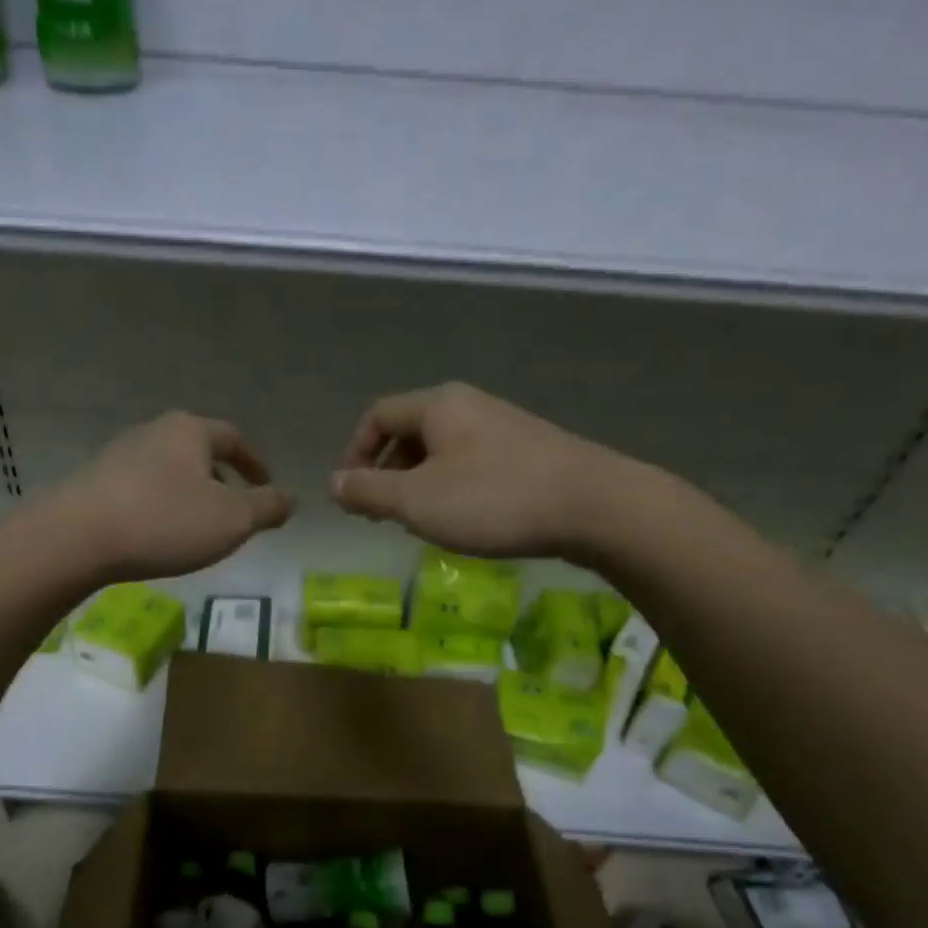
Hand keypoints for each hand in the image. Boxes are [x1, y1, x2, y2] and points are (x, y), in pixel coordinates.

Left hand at [47, 411, 292, 581]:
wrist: (77, 537)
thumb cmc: (165, 522)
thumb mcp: (232, 520)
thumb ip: (266, 508)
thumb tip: (289, 498)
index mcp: (190, 431)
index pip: (233, 439)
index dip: (254, 463)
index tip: (266, 485)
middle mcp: (154, 431)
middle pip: (198, 450)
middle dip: (220, 478)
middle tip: (234, 509)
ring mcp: (119, 453)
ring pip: (169, 470)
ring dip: (189, 492)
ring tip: (197, 525)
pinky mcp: (95, 480)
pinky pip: (142, 488)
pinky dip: (161, 504)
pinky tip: (158, 532)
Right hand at [329, 382, 666, 562]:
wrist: (593, 505)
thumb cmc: (493, 499)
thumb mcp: (417, 501)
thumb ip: (369, 491)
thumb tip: (334, 483)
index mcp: (438, 405)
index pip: (377, 415)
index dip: (354, 453)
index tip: (350, 495)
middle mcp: (469, 405)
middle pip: (409, 431)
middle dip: (385, 471)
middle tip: (381, 513)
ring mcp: (502, 426)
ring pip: (441, 450)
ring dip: (417, 483)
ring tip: (419, 521)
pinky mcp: (527, 451)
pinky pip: (470, 463)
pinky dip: (450, 488)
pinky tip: (462, 520)